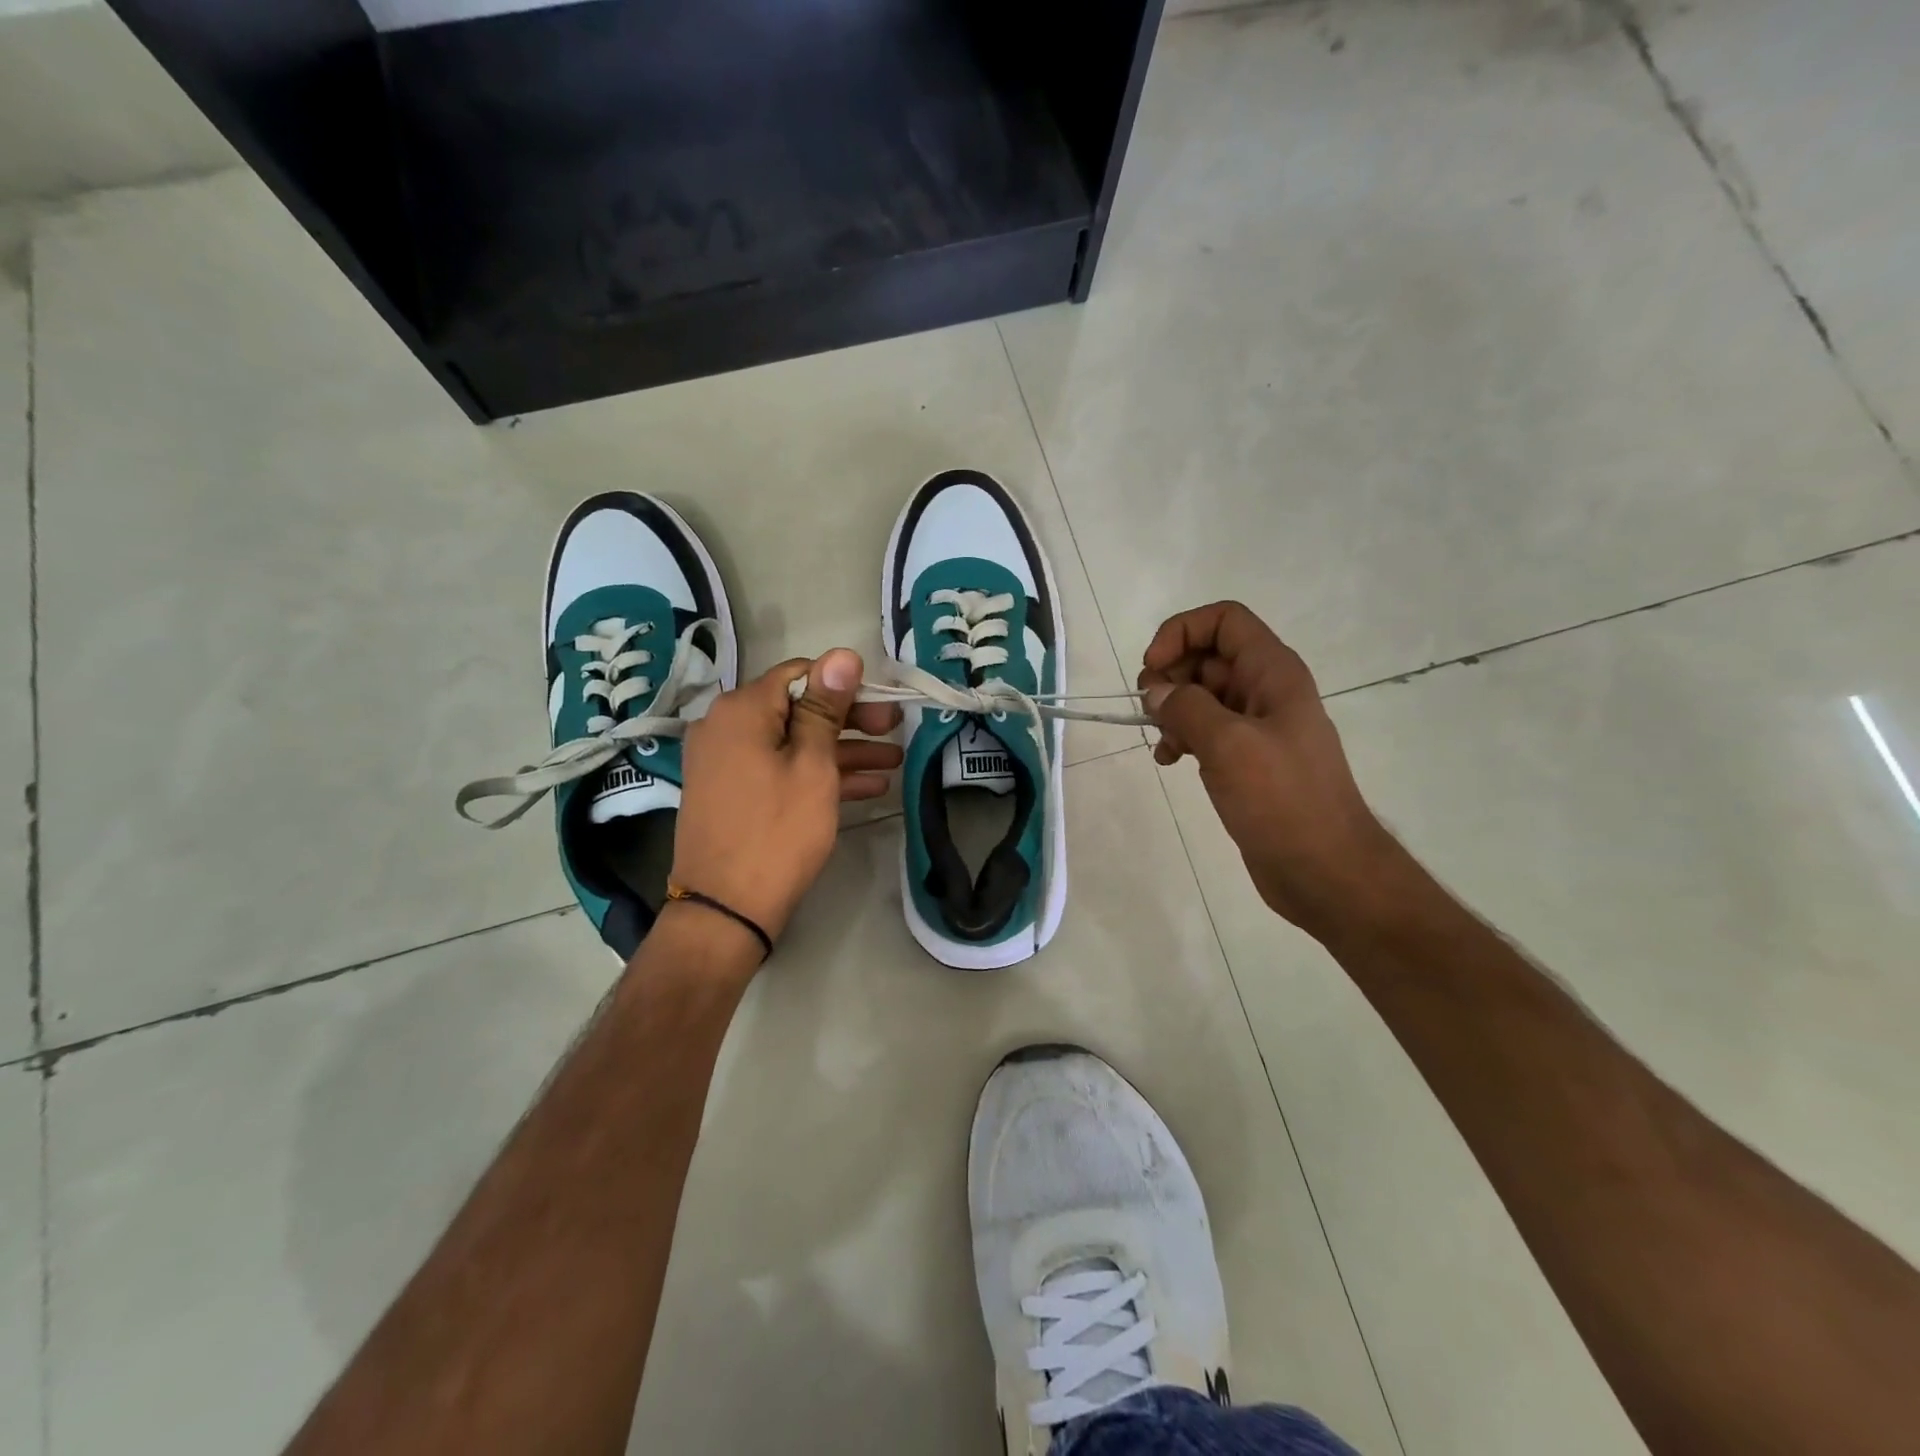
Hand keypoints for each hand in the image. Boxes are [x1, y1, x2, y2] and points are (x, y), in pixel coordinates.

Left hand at [671, 649, 901, 952]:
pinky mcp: (732, 792)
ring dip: (842, 751)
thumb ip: (826, 708)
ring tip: (893, 762)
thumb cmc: (777, 832)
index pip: (800, 674)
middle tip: (895, 732)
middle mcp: (725, 727)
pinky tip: (866, 787)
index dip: (846, 686)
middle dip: (850, 720)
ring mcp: (725, 762)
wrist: (725, 910)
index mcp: (741, 709)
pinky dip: (818, 775)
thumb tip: (843, 654)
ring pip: (793, 743)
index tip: (884, 704)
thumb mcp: (812, 766)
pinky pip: (779, 769)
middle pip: (797, 708)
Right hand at [1139, 602, 1397, 932]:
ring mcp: (1257, 727)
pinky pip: (1206, 731)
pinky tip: (1168, 761)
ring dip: (1173, 710)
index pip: (1224, 620)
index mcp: (1273, 673)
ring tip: (1161, 741)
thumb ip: (1187, 707)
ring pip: (1203, 695)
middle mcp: (1266, 691)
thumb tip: (1156, 692)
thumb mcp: (1230, 745)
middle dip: (1171, 675)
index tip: (1152, 670)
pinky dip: (1182, 738)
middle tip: (1149, 709)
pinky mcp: (1247, 760)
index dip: (1182, 632)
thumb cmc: (1283, 800)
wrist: (1324, 870)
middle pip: (1208, 656)